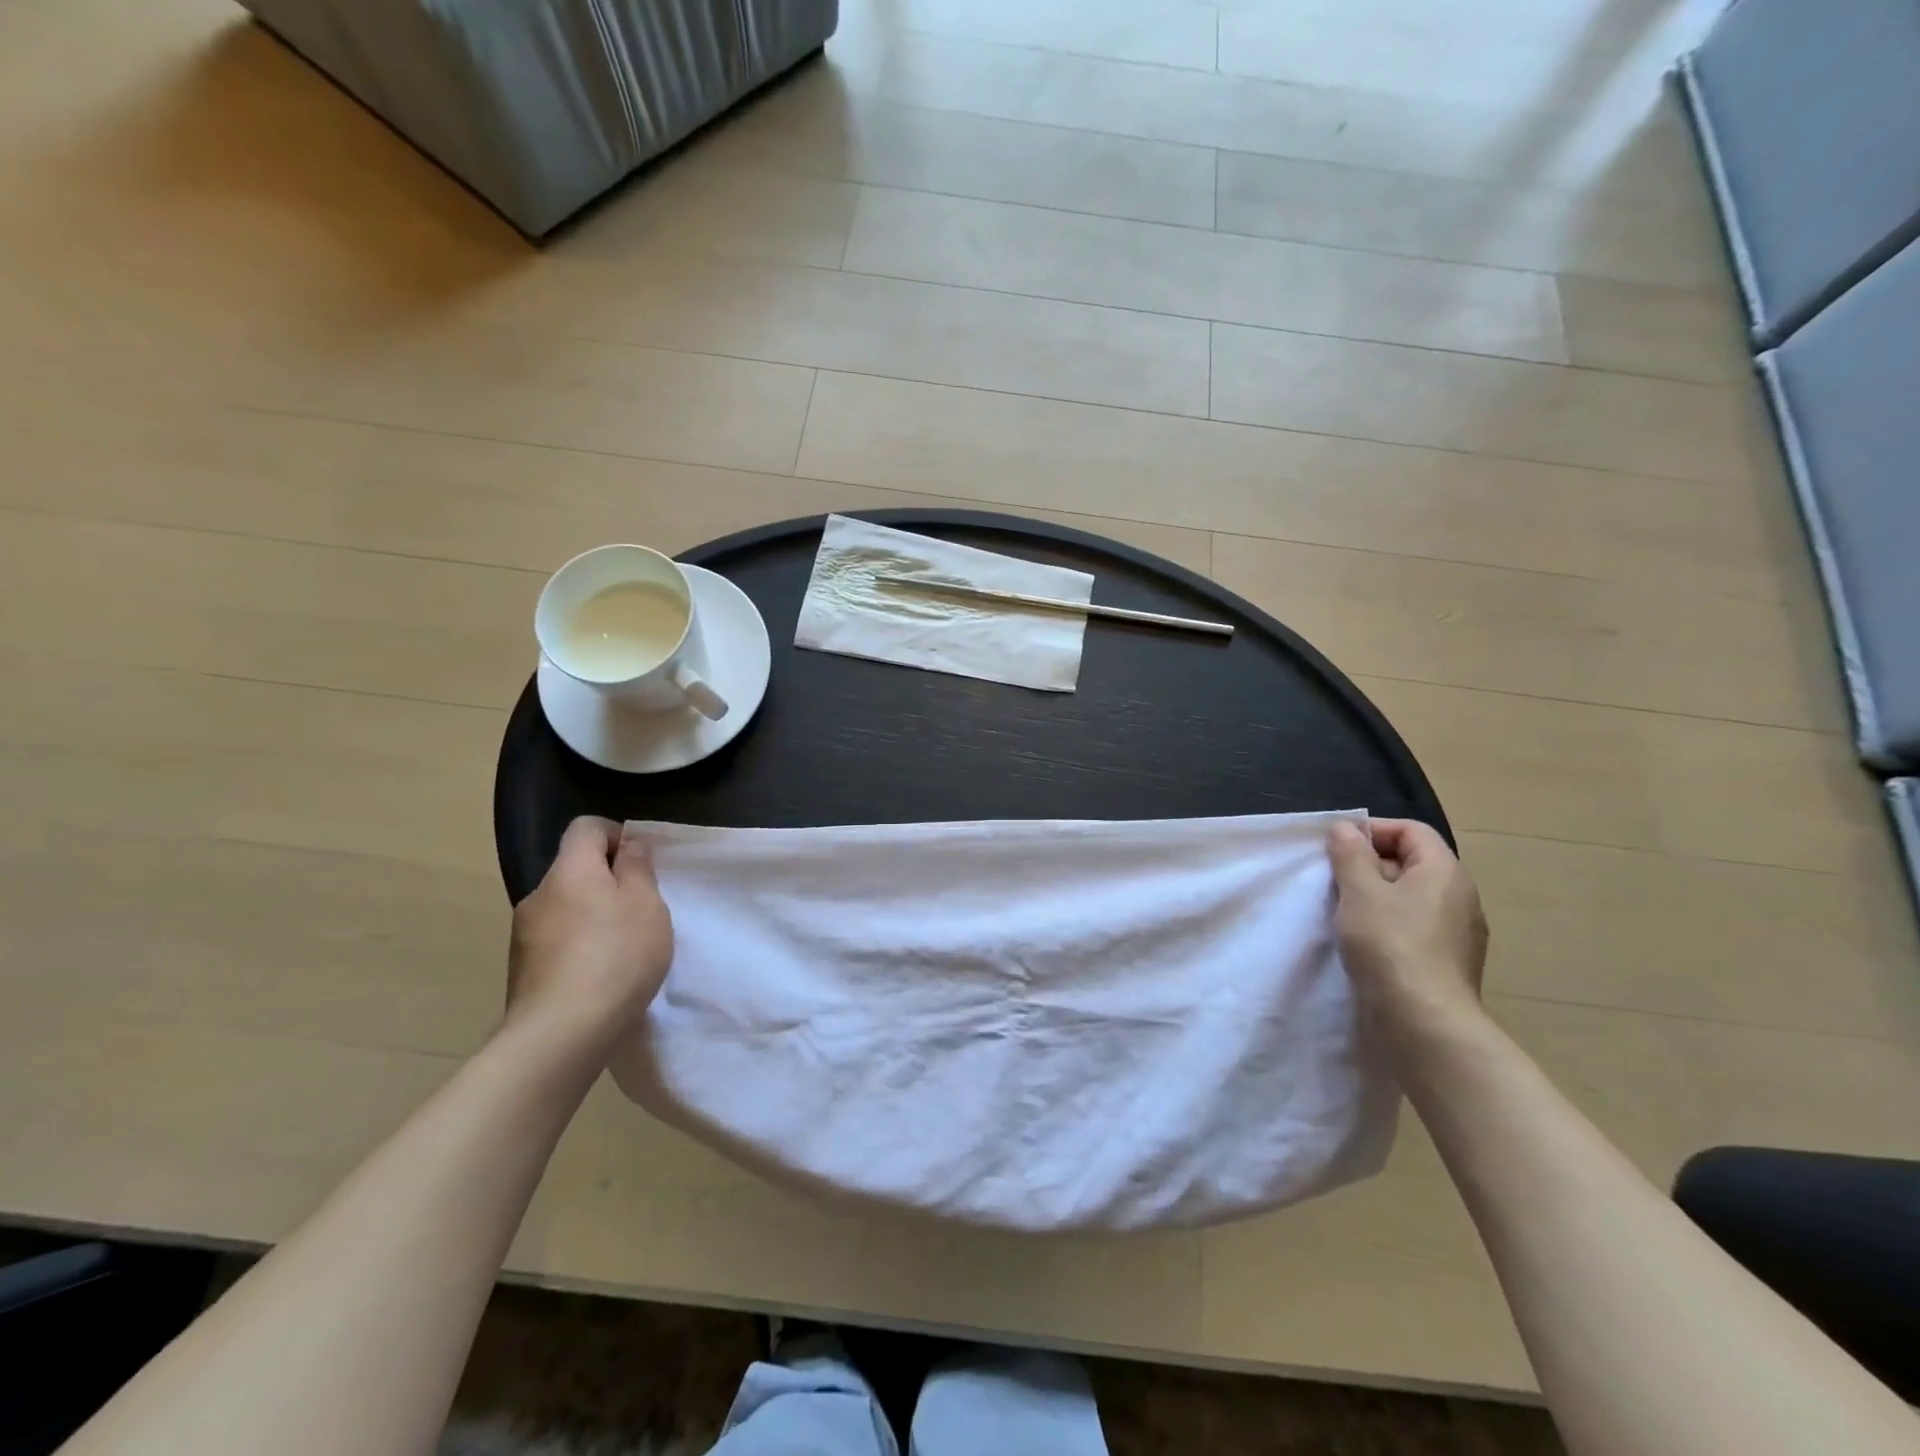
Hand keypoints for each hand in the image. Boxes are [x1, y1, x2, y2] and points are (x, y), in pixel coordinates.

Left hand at [506, 817, 673, 1056]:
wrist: (561, 1034)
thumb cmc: (616, 955)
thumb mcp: (646, 903)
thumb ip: (637, 867)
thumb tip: (627, 844)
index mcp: (569, 870)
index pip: (585, 828)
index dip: (616, 834)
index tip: (642, 861)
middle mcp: (539, 895)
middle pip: (575, 869)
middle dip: (608, 880)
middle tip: (642, 908)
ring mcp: (524, 935)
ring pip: (566, 908)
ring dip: (593, 915)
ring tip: (624, 946)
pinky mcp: (523, 971)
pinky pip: (557, 941)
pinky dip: (580, 946)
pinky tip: (602, 974)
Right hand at [1329, 819, 1488, 1036]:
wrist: (1424, 1022)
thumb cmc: (1390, 945)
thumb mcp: (1359, 891)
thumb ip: (1350, 855)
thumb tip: (1345, 828)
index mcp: (1444, 871)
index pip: (1411, 830)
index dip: (1373, 830)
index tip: (1337, 847)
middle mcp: (1459, 897)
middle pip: (1411, 862)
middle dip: (1368, 865)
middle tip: (1333, 881)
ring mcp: (1456, 933)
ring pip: (1409, 897)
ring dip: (1374, 898)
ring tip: (1342, 913)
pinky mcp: (1446, 962)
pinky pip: (1413, 927)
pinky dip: (1386, 925)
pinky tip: (1362, 943)